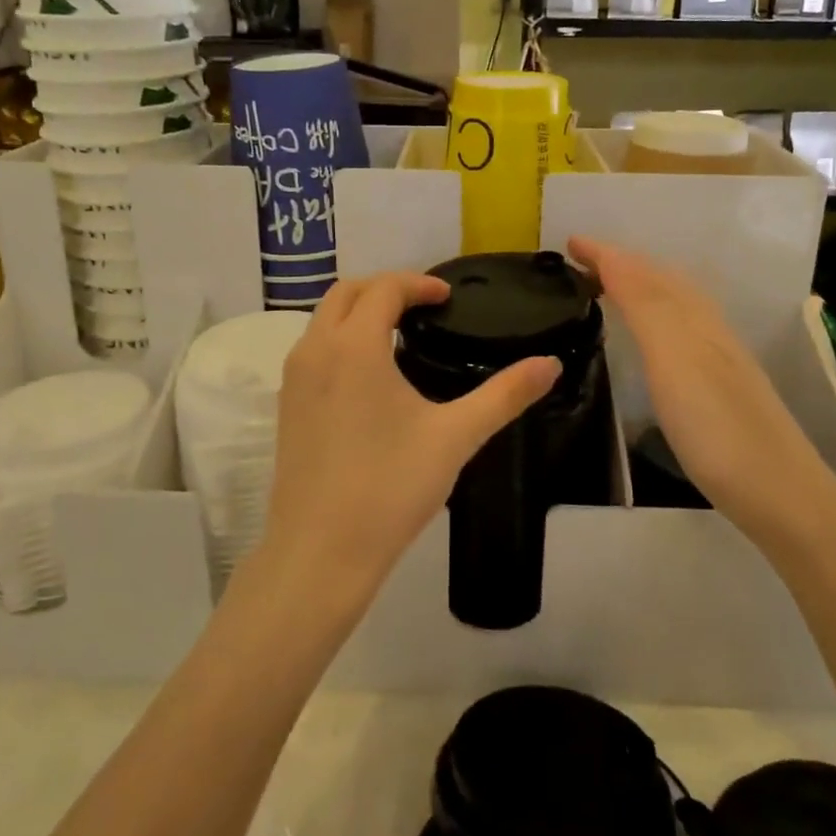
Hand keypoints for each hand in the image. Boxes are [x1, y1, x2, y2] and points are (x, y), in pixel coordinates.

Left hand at [257, 272, 559, 615]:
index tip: (447, 297)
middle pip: (346, 293)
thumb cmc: (390, 488)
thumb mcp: (455, 437)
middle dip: (385, 288)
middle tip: (424, 306)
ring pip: (323, 320)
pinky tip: (369, 375)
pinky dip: (340, 339)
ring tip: (399, 334)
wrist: (320, 552)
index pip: (384, 288)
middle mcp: (314, 350)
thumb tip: (550, 363)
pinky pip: (312, 349)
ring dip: (359, 312)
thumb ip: (504, 395)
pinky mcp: (286, 406)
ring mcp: (293, 378)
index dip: (418, 283)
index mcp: (354, 346)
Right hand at [568, 237, 829, 527]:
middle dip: (622, 263)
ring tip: (607, 288)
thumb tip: (615, 257)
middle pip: (662, 281)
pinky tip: (650, 339)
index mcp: (691, 317)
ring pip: (673, 304)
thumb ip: (646, 306)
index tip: (569, 242)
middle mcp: (706, 328)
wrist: (780, 492)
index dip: (606, 254)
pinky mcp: (719, 386)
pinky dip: (654, 316)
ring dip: (639, 286)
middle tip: (582, 261)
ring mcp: (717, 357)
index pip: (642, 271)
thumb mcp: (674, 359)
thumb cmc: (716, 426)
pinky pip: (678, 329)